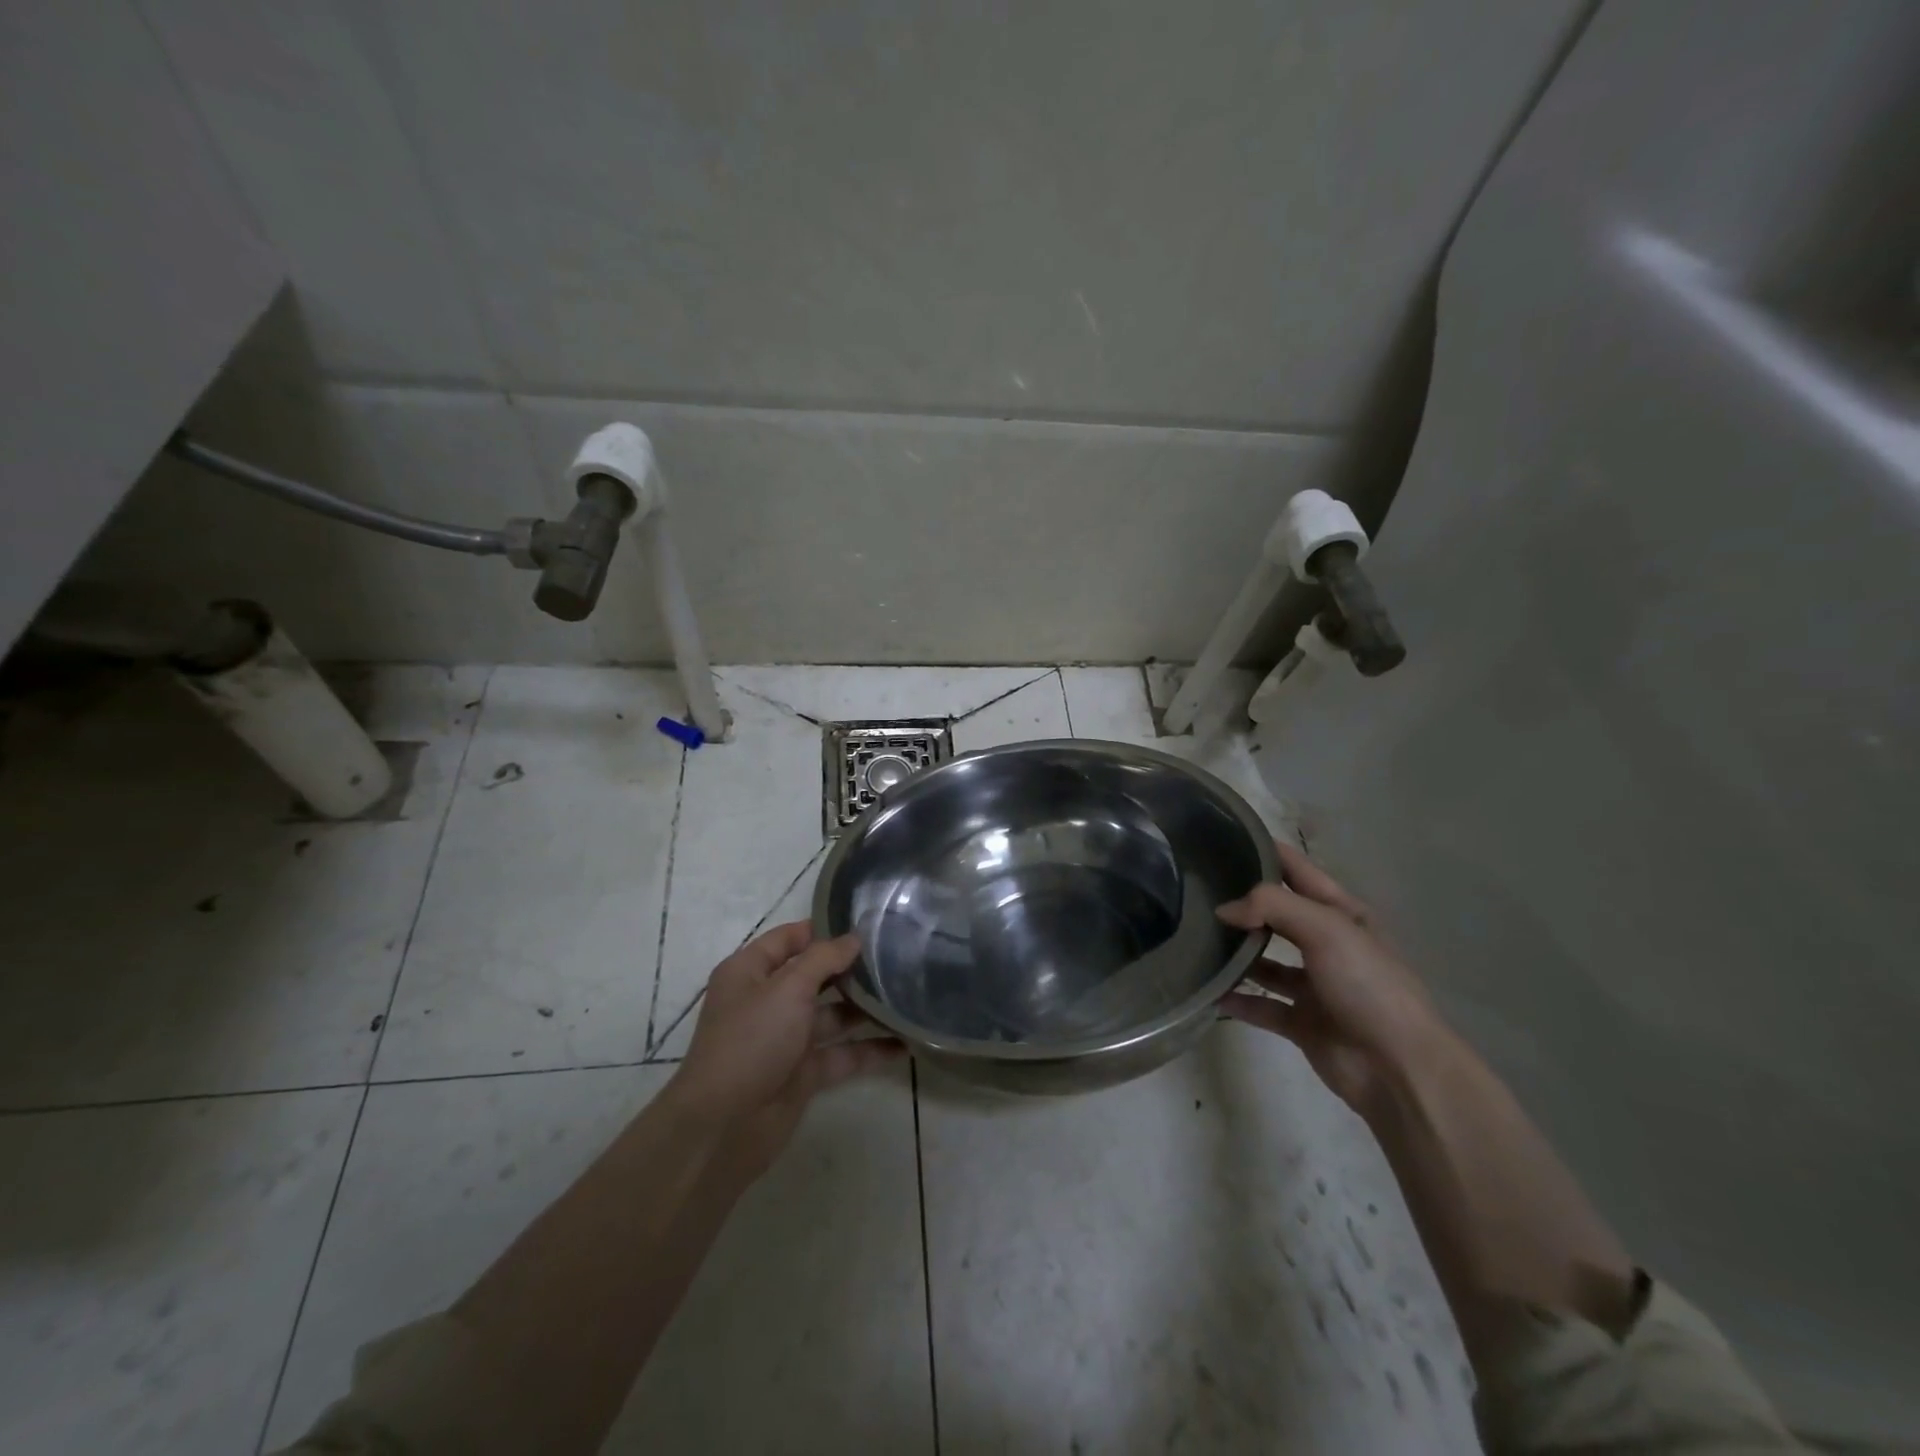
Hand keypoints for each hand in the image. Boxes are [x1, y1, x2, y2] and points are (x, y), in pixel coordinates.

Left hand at [668, 921, 902, 1179]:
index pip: (789, 938)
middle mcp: (767, 1001)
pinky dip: (870, 1049)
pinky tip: (905, 1042)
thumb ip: (824, 959)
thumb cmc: (751, 1041)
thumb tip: (854, 938)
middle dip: (851, 968)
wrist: (724, 1127)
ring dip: (865, 1008)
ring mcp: (786, 1038)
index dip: (824, 929)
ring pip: (832, 1015)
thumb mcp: (787, 989)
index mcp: (750, 972)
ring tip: (908, 993)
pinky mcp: (803, 1073)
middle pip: (814, 975)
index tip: (867, 923)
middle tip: (897, 954)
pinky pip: (842, 1054)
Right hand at [1216, 841, 1439, 1113]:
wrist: (1397, 1067)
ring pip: (1265, 960)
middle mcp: (1327, 944)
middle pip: (1276, 914)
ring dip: (1236, 953)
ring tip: (1196, 940)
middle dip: (1242, 903)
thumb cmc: (1368, 984)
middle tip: (1195, 891)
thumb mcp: (1325, 928)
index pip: (1296, 869)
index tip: (1221, 839)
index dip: (1264, 851)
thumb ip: (1271, 906)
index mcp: (1341, 913)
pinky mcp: (1301, 1021)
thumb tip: (1224, 909)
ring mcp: (1314, 984)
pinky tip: (1209, 991)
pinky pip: (1261, 1004)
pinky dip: (1238, 999)